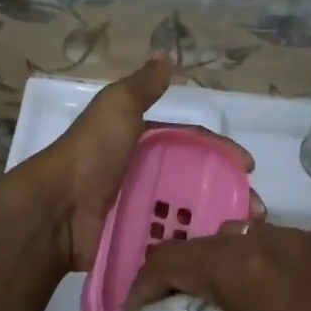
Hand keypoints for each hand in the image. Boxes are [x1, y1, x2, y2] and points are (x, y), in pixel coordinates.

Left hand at [9, 58, 253, 278]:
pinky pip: (169, 242)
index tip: (247, 167)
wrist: (57, 208)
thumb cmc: (92, 152)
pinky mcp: (133, 240)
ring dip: (215, 223)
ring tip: (240, 240)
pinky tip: (215, 257)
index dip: (219, 151)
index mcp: (140, 141)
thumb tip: (165, 54)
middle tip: (253, 211)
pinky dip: (191, 247)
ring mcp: (137, 208)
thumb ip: (143, 86)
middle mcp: (141, 173)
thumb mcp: (117, 107)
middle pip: (193, 181)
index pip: (190, 143)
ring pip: (185, 214)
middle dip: (225, 193)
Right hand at [123, 223, 310, 310]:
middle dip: (181, 279)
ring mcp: (307, 239)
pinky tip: (270, 305)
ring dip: (221, 269)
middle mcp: (271, 238)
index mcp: (242, 267)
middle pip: (205, 246)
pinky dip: (259, 267)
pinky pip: (279, 247)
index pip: (170, 261)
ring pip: (242, 240)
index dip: (143, 289)